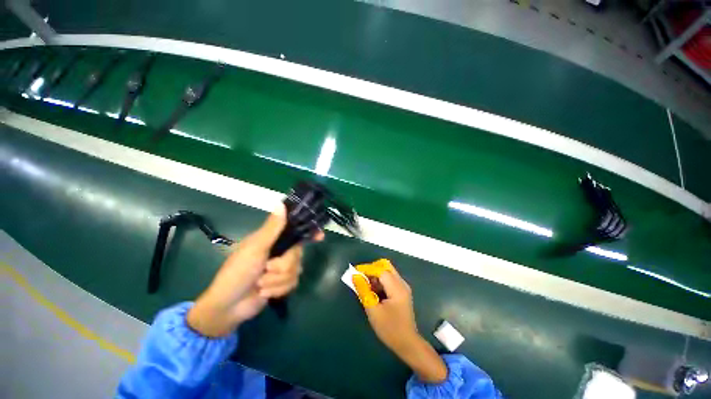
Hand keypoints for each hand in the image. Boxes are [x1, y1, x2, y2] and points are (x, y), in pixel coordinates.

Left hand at [187, 206, 321, 336]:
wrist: (229, 307)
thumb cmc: (238, 272)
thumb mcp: (255, 248)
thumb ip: (272, 228)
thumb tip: (281, 204)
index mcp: (273, 239)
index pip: (295, 231)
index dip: (309, 232)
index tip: (320, 236)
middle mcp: (280, 251)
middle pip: (298, 254)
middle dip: (283, 265)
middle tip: (266, 268)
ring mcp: (282, 268)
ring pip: (296, 270)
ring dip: (277, 280)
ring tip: (261, 284)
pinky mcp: (283, 283)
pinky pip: (293, 283)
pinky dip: (278, 289)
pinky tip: (265, 293)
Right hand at [355, 266, 447, 382]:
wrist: (407, 343)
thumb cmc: (390, 329)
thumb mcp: (373, 310)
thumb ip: (363, 291)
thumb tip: (355, 276)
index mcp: (397, 287)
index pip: (380, 270)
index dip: (367, 269)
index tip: (355, 272)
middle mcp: (402, 283)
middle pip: (386, 267)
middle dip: (372, 270)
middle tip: (361, 278)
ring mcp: (403, 287)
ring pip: (387, 272)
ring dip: (375, 276)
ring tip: (365, 287)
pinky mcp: (402, 292)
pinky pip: (389, 280)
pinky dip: (380, 282)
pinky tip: (373, 292)